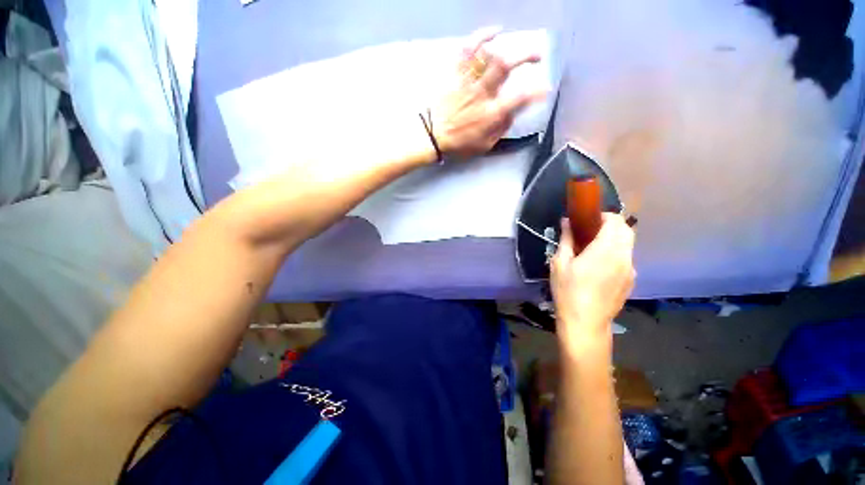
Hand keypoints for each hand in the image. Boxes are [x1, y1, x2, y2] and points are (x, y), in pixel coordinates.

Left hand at [431, 28, 545, 159]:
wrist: (432, 135)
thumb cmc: (459, 143)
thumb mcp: (484, 145)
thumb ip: (501, 129)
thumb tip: (512, 113)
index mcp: (490, 114)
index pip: (518, 98)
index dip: (536, 92)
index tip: (545, 89)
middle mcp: (481, 94)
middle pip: (505, 66)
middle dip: (526, 56)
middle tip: (538, 55)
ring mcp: (467, 82)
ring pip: (489, 56)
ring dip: (507, 48)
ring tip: (518, 47)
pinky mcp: (456, 74)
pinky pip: (467, 50)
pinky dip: (481, 37)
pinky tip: (494, 31)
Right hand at [551, 214, 635, 350]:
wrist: (585, 322)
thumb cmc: (568, 290)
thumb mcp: (560, 263)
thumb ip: (566, 239)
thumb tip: (566, 221)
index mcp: (605, 250)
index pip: (615, 221)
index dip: (603, 216)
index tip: (587, 220)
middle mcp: (624, 257)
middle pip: (626, 230)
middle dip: (611, 225)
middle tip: (590, 232)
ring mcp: (631, 270)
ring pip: (628, 245)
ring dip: (615, 239)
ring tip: (594, 250)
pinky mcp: (632, 280)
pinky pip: (627, 259)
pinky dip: (617, 254)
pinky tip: (600, 267)